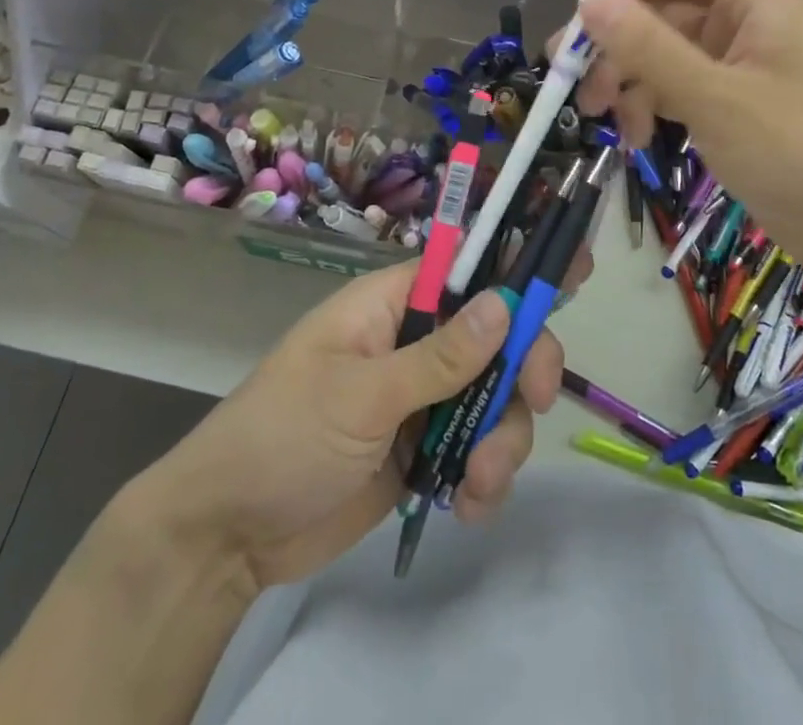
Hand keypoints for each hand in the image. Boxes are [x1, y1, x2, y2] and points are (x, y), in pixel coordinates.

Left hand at [125, 259, 570, 590]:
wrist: (229, 535)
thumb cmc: (284, 435)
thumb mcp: (362, 394)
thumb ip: (439, 356)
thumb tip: (504, 301)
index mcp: (391, 306)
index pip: (465, 271)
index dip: (516, 268)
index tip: (574, 270)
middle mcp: (413, 344)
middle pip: (494, 338)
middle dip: (520, 370)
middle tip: (533, 401)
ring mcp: (420, 399)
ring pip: (493, 400)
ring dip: (501, 441)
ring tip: (477, 484)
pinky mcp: (422, 451)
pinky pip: (476, 451)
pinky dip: (484, 478)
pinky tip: (467, 508)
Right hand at [572, 0, 802, 276]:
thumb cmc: (797, 153)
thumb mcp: (714, 97)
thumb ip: (648, 47)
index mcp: (755, 2)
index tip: (589, 9)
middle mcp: (743, 25)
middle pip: (664, 9)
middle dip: (617, 40)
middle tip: (570, 71)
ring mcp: (735, 68)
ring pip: (662, 53)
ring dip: (627, 79)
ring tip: (600, 116)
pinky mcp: (728, 107)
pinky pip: (675, 88)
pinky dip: (649, 106)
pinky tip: (636, 139)